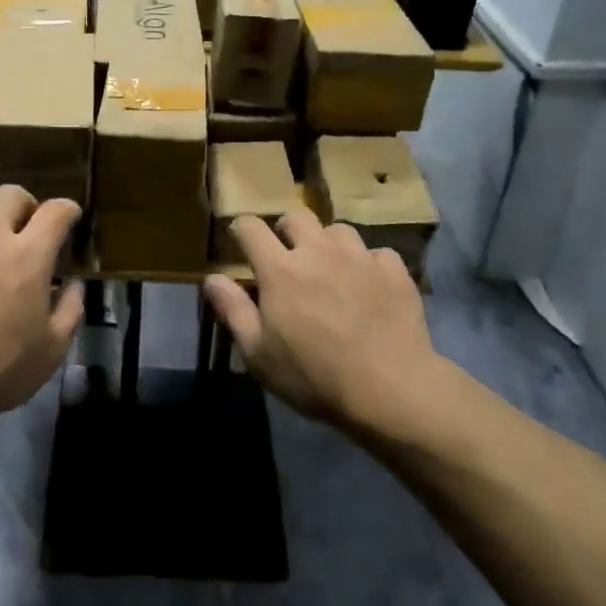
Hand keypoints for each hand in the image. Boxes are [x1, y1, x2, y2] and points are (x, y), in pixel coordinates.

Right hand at [203, 209, 438, 430]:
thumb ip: (233, 310)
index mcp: (280, 269)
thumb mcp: (259, 354)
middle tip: (288, 254)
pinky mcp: (393, 270)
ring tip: (332, 268)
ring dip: (330, 244)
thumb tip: (211, 278)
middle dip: (287, 230)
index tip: (240, 240)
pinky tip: (371, 286)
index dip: (241, 229)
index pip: (250, 228)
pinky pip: (377, 254)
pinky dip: (370, 265)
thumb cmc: (314, 376)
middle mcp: (318, 250)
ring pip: (338, 230)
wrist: (390, 388)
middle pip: (296, 217)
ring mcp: (359, 256)